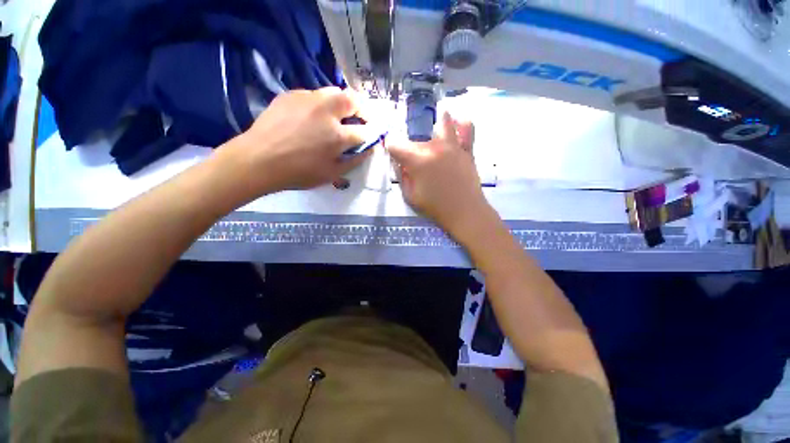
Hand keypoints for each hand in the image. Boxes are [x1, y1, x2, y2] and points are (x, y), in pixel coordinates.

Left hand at [220, 87, 370, 193]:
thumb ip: (354, 161)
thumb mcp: (331, 174)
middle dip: (362, 109)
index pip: (365, 131)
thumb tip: (368, 150)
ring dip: (342, 103)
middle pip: (353, 99)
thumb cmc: (298, 172)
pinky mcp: (291, 94)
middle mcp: (326, 111)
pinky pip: (313, 94)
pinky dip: (321, 103)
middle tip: (359, 120)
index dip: (372, 134)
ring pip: (334, 92)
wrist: (258, 160)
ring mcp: (308, 99)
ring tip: (337, 116)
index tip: (373, 137)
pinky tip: (313, 116)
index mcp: (337, 135)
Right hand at [388, 112, 491, 238]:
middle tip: (411, 160)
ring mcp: (453, 145)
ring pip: (443, 121)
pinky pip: (467, 128)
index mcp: (417, 159)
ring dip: (435, 123)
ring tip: (432, 131)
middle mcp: (434, 147)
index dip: (390, 148)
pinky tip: (455, 126)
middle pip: (415, 136)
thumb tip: (399, 162)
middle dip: (409, 147)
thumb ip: (401, 176)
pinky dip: (460, 123)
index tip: (392, 155)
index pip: (394, 143)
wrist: (465, 212)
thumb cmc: (435, 207)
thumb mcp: (409, 196)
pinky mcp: (467, 149)